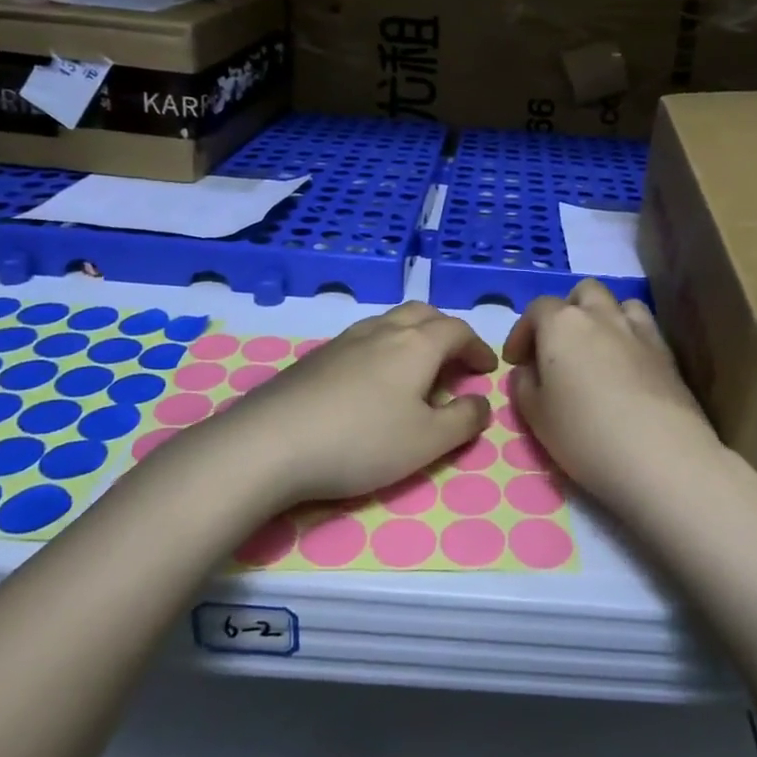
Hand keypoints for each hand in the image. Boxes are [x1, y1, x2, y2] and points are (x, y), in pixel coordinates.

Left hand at [213, 302, 495, 504]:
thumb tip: (481, 402)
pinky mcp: (317, 356)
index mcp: (417, 344)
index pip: (457, 330)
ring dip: (413, 336)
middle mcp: (383, 330)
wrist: (271, 442)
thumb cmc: (362, 441)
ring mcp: (345, 339)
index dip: (477, 347)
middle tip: (455, 360)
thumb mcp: (427, 441)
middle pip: (423, 314)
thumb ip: (464, 420)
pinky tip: (372, 382)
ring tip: (416, 370)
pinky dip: (383, 348)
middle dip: (446, 331)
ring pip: (390, 321)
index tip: (486, 369)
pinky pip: (363, 338)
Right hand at [501, 280, 721, 508]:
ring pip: (618, 303)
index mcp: (562, 324)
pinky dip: (630, 335)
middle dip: (567, 311)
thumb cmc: (584, 433)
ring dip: (603, 317)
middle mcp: (600, 315)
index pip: (537, 308)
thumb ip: (524, 384)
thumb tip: (528, 370)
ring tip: (596, 349)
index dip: (522, 332)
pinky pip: (643, 327)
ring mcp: (638, 329)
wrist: (659, 454)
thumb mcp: (535, 415)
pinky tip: (626, 366)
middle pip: (583, 293)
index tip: (517, 361)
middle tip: (558, 346)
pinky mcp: (666, 351)